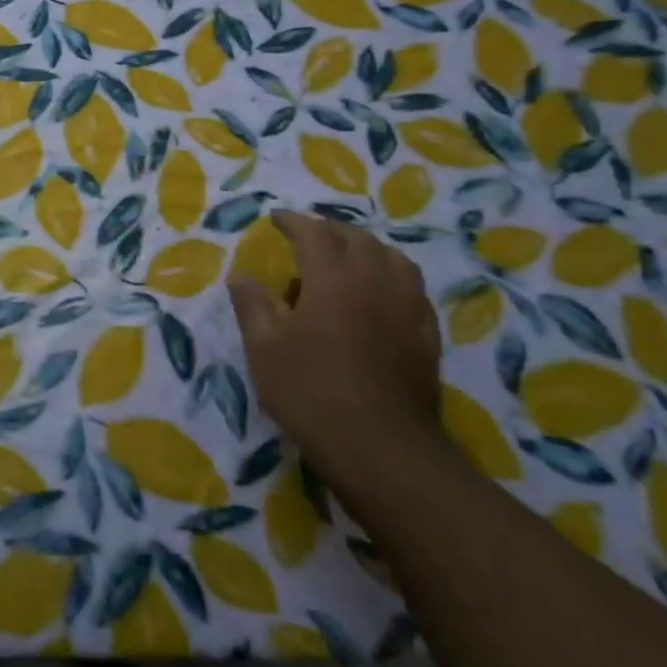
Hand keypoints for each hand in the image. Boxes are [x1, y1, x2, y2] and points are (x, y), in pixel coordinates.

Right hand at [229, 211, 443, 491]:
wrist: (380, 447)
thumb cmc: (311, 392)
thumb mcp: (264, 349)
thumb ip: (252, 305)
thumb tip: (240, 275)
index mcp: (332, 277)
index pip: (313, 232)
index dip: (293, 222)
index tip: (275, 219)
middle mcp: (374, 280)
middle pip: (356, 239)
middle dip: (329, 231)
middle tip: (307, 239)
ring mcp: (407, 306)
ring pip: (391, 258)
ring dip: (365, 249)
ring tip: (345, 261)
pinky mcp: (426, 333)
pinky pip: (410, 286)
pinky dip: (390, 276)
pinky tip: (378, 295)